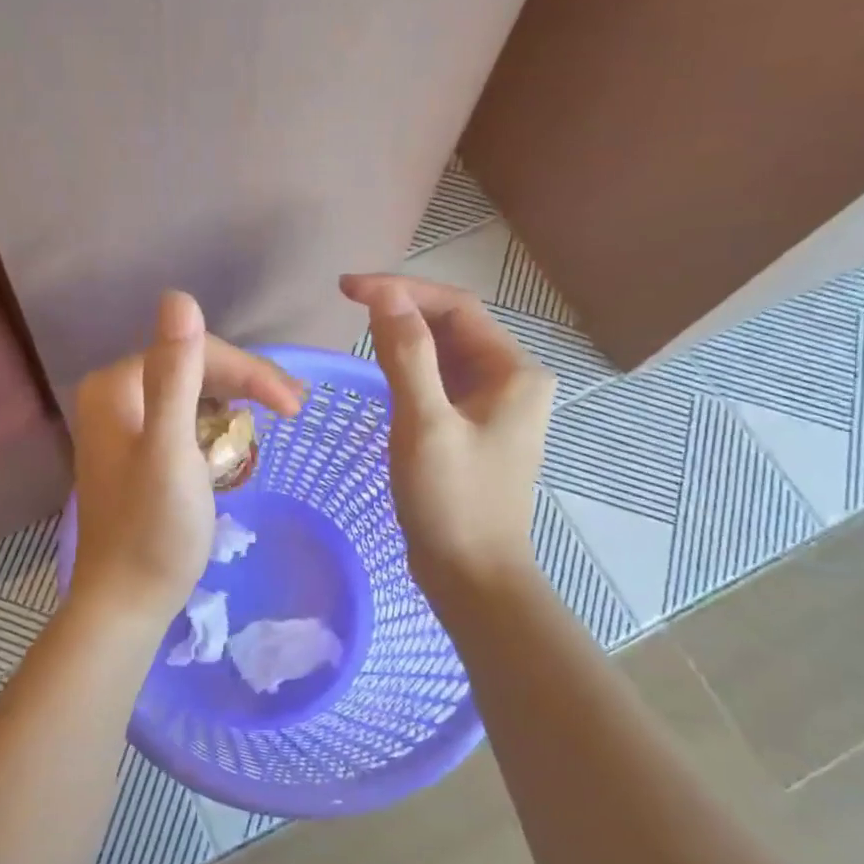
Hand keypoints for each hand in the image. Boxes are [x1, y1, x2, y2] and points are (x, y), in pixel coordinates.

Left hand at [70, 292, 304, 627]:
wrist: (127, 601)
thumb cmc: (154, 531)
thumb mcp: (171, 449)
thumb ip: (175, 374)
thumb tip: (179, 296)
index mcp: (116, 387)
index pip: (194, 352)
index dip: (248, 371)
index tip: (295, 404)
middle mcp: (112, 397)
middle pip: (192, 370)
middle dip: (246, 385)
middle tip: (295, 409)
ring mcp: (120, 426)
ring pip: (191, 395)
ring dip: (235, 405)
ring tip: (277, 421)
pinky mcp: (134, 454)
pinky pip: (183, 422)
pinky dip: (214, 428)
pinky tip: (239, 444)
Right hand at [340, 274, 555, 597]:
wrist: (472, 576)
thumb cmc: (451, 501)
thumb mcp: (424, 424)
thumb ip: (406, 355)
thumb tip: (385, 296)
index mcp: (515, 372)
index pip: (456, 308)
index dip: (402, 290)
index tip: (347, 288)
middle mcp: (513, 381)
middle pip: (453, 327)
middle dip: (403, 310)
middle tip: (348, 304)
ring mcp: (494, 408)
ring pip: (445, 355)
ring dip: (404, 338)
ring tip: (358, 327)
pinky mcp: (473, 431)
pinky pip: (440, 384)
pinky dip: (409, 370)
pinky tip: (381, 371)